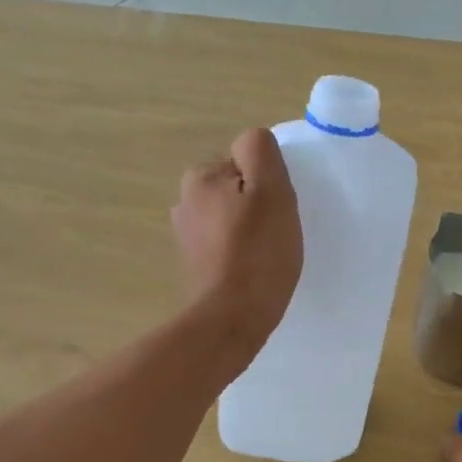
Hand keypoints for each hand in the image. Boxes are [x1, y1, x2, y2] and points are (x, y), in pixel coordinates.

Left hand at [171, 127, 301, 360]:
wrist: (233, 317)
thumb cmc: (258, 252)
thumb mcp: (271, 189)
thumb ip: (260, 151)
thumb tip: (253, 143)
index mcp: (200, 177)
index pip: (246, 162)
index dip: (269, 184)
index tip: (277, 211)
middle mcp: (185, 201)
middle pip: (238, 189)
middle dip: (257, 206)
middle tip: (275, 233)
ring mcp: (186, 235)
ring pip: (232, 217)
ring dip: (249, 230)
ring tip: (265, 255)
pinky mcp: (194, 264)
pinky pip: (226, 245)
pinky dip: (240, 252)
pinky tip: (252, 270)